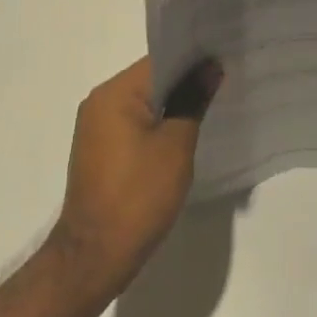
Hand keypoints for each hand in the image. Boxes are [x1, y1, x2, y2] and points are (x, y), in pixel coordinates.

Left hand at [54, 56, 219, 295]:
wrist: (94, 257)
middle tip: (223, 83)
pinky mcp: (99, 150)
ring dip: (172, 105)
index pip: (160, 60)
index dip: (193, 59)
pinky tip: (182, 136)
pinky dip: (157, 125)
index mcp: (114, 93)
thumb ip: (193, 101)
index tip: (223, 61)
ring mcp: (96, 127)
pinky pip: (133, 123)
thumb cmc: (138, 196)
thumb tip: (210, 68)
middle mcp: (100, 101)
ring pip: (143, 102)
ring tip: (208, 108)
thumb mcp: (175, 146)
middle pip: (151, 79)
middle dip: (185, 82)